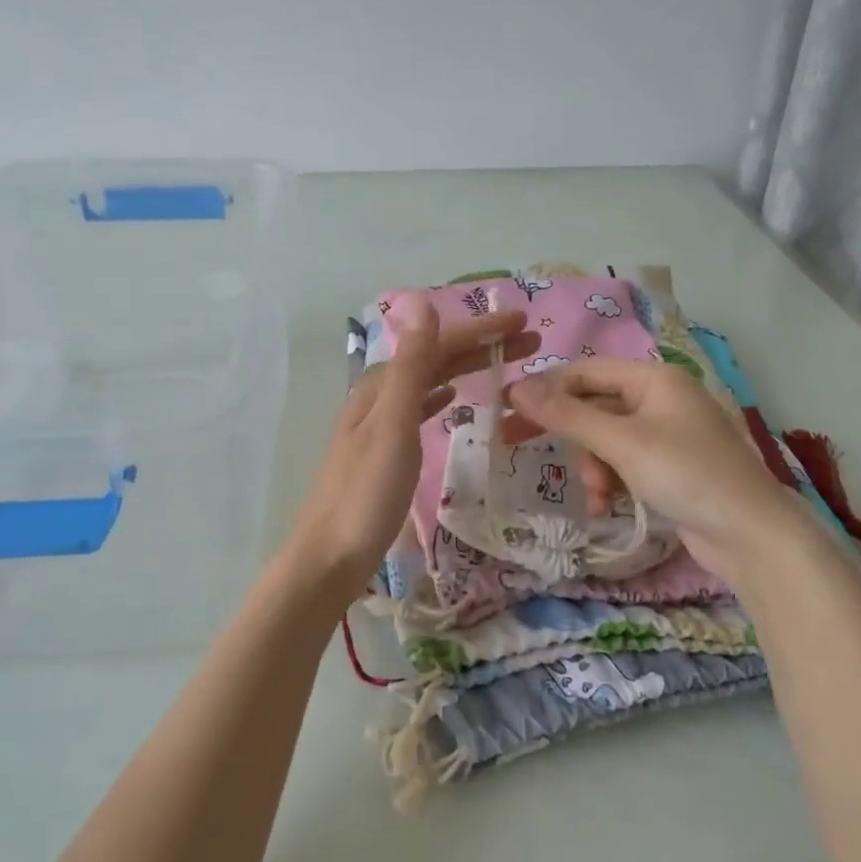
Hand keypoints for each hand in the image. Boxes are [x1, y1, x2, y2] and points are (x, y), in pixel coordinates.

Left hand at [284, 294, 538, 601]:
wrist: (330, 558)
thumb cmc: (366, 495)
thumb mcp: (393, 426)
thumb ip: (411, 368)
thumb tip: (423, 303)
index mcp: (381, 387)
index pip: (437, 344)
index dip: (480, 330)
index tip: (523, 321)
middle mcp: (378, 398)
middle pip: (434, 360)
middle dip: (480, 347)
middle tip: (530, 342)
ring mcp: (379, 426)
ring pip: (429, 383)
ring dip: (465, 369)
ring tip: (504, 365)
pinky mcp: (383, 452)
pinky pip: (419, 409)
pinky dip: (440, 396)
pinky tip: (452, 398)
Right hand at [503, 357, 805, 585]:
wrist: (749, 534)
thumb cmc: (685, 474)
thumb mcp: (621, 442)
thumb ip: (567, 415)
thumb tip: (516, 388)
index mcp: (654, 379)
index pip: (585, 371)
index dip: (544, 388)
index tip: (505, 409)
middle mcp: (660, 399)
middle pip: (593, 405)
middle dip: (566, 433)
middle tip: (513, 443)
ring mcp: (666, 434)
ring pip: (605, 440)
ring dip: (592, 467)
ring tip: (598, 496)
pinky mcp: (669, 467)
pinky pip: (623, 463)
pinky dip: (611, 482)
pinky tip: (608, 507)